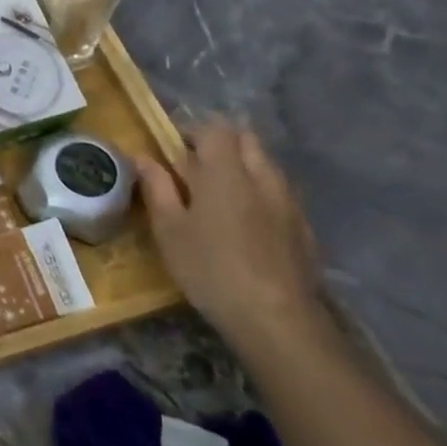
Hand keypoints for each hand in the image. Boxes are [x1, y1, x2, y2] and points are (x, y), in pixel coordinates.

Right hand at [133, 120, 325, 349]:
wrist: (275, 317)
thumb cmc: (209, 267)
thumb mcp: (169, 229)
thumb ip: (157, 187)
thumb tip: (143, 157)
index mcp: (225, 172)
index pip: (214, 129)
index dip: (192, 131)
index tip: (171, 148)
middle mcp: (262, 176)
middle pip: (246, 139)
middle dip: (220, 142)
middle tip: (193, 166)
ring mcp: (288, 201)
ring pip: (266, 164)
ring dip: (242, 166)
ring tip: (218, 194)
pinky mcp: (304, 226)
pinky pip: (279, 192)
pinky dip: (259, 192)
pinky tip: (245, 222)